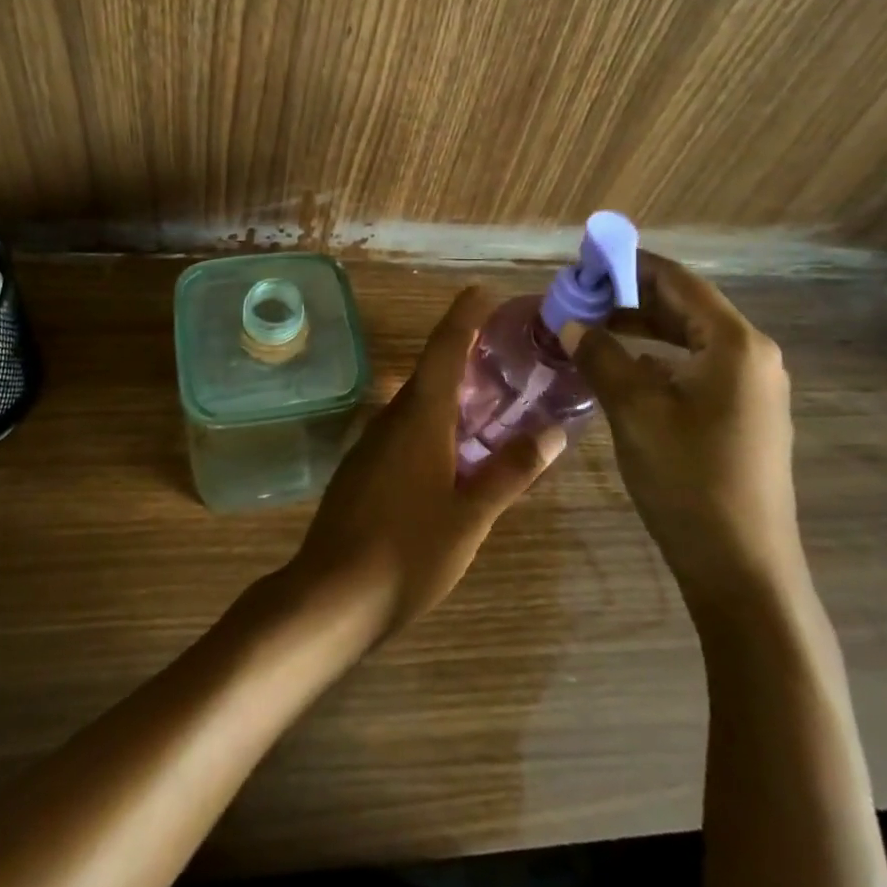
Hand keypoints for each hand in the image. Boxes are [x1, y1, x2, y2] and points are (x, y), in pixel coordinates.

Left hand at [284, 286, 564, 641]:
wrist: (331, 595)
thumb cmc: (408, 551)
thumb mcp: (471, 515)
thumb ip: (511, 471)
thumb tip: (555, 433)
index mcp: (420, 416)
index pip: (445, 348)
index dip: (464, 315)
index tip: (485, 291)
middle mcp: (392, 417)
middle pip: (432, 372)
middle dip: (466, 356)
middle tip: (507, 354)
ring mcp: (372, 443)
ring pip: (418, 403)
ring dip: (452, 394)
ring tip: (492, 401)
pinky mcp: (364, 468)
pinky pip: (405, 429)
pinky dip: (435, 423)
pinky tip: (455, 450)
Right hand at [567, 253, 802, 615]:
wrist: (743, 573)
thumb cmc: (689, 481)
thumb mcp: (634, 411)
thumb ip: (600, 356)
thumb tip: (570, 323)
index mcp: (734, 343)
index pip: (677, 280)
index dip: (629, 265)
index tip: (584, 262)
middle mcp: (752, 355)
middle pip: (685, 306)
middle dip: (630, 298)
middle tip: (579, 298)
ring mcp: (753, 388)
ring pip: (689, 338)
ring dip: (642, 329)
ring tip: (593, 329)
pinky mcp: (745, 415)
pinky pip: (697, 368)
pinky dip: (659, 359)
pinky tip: (624, 370)